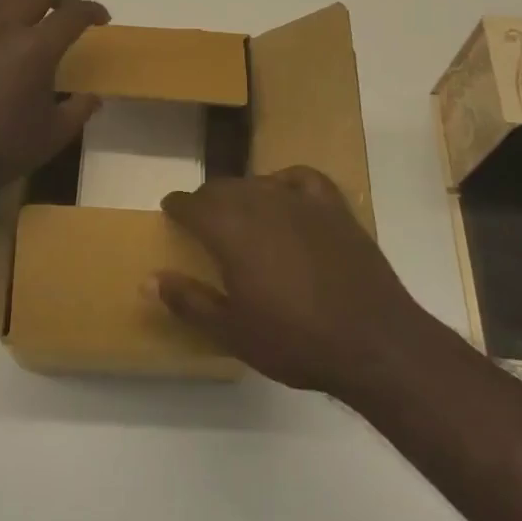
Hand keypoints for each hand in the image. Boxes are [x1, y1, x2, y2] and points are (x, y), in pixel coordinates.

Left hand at [0, 0, 108, 198]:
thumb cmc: (6, 150)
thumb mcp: (56, 134)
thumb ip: (79, 110)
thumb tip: (93, 97)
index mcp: (37, 49)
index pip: (73, 15)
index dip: (92, 10)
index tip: (101, 18)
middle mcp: (4, 30)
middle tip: (69, 10)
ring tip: (30, 4)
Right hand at [154, 168, 421, 400]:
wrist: (373, 342)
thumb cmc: (295, 340)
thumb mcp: (232, 331)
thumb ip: (188, 301)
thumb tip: (148, 280)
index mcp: (230, 230)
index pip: (192, 204)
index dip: (177, 205)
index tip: (170, 210)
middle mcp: (261, 202)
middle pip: (223, 188)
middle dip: (207, 200)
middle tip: (201, 220)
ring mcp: (300, 201)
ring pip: (257, 182)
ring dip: (241, 193)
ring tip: (239, 212)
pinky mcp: (333, 207)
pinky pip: (301, 178)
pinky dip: (284, 181)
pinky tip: (283, 194)